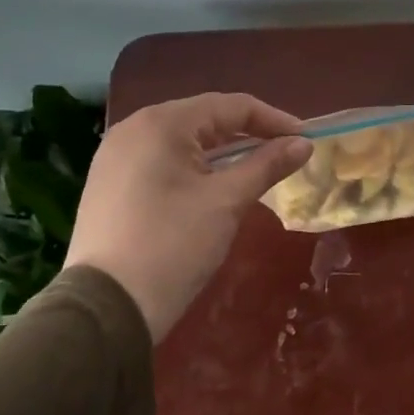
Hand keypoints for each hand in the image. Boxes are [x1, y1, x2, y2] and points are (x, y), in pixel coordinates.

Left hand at [63, 93, 311, 341]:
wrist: (107, 308)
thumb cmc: (173, 244)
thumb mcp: (227, 201)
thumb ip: (267, 165)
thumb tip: (304, 144)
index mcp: (162, 123)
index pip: (231, 106)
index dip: (274, 120)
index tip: (306, 139)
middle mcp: (134, 128)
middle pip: (205, 119)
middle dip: (249, 133)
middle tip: (285, 153)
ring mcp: (116, 156)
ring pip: (184, 141)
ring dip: (224, 152)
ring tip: (258, 168)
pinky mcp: (110, 183)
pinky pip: (164, 161)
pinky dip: (196, 167)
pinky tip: (216, 185)